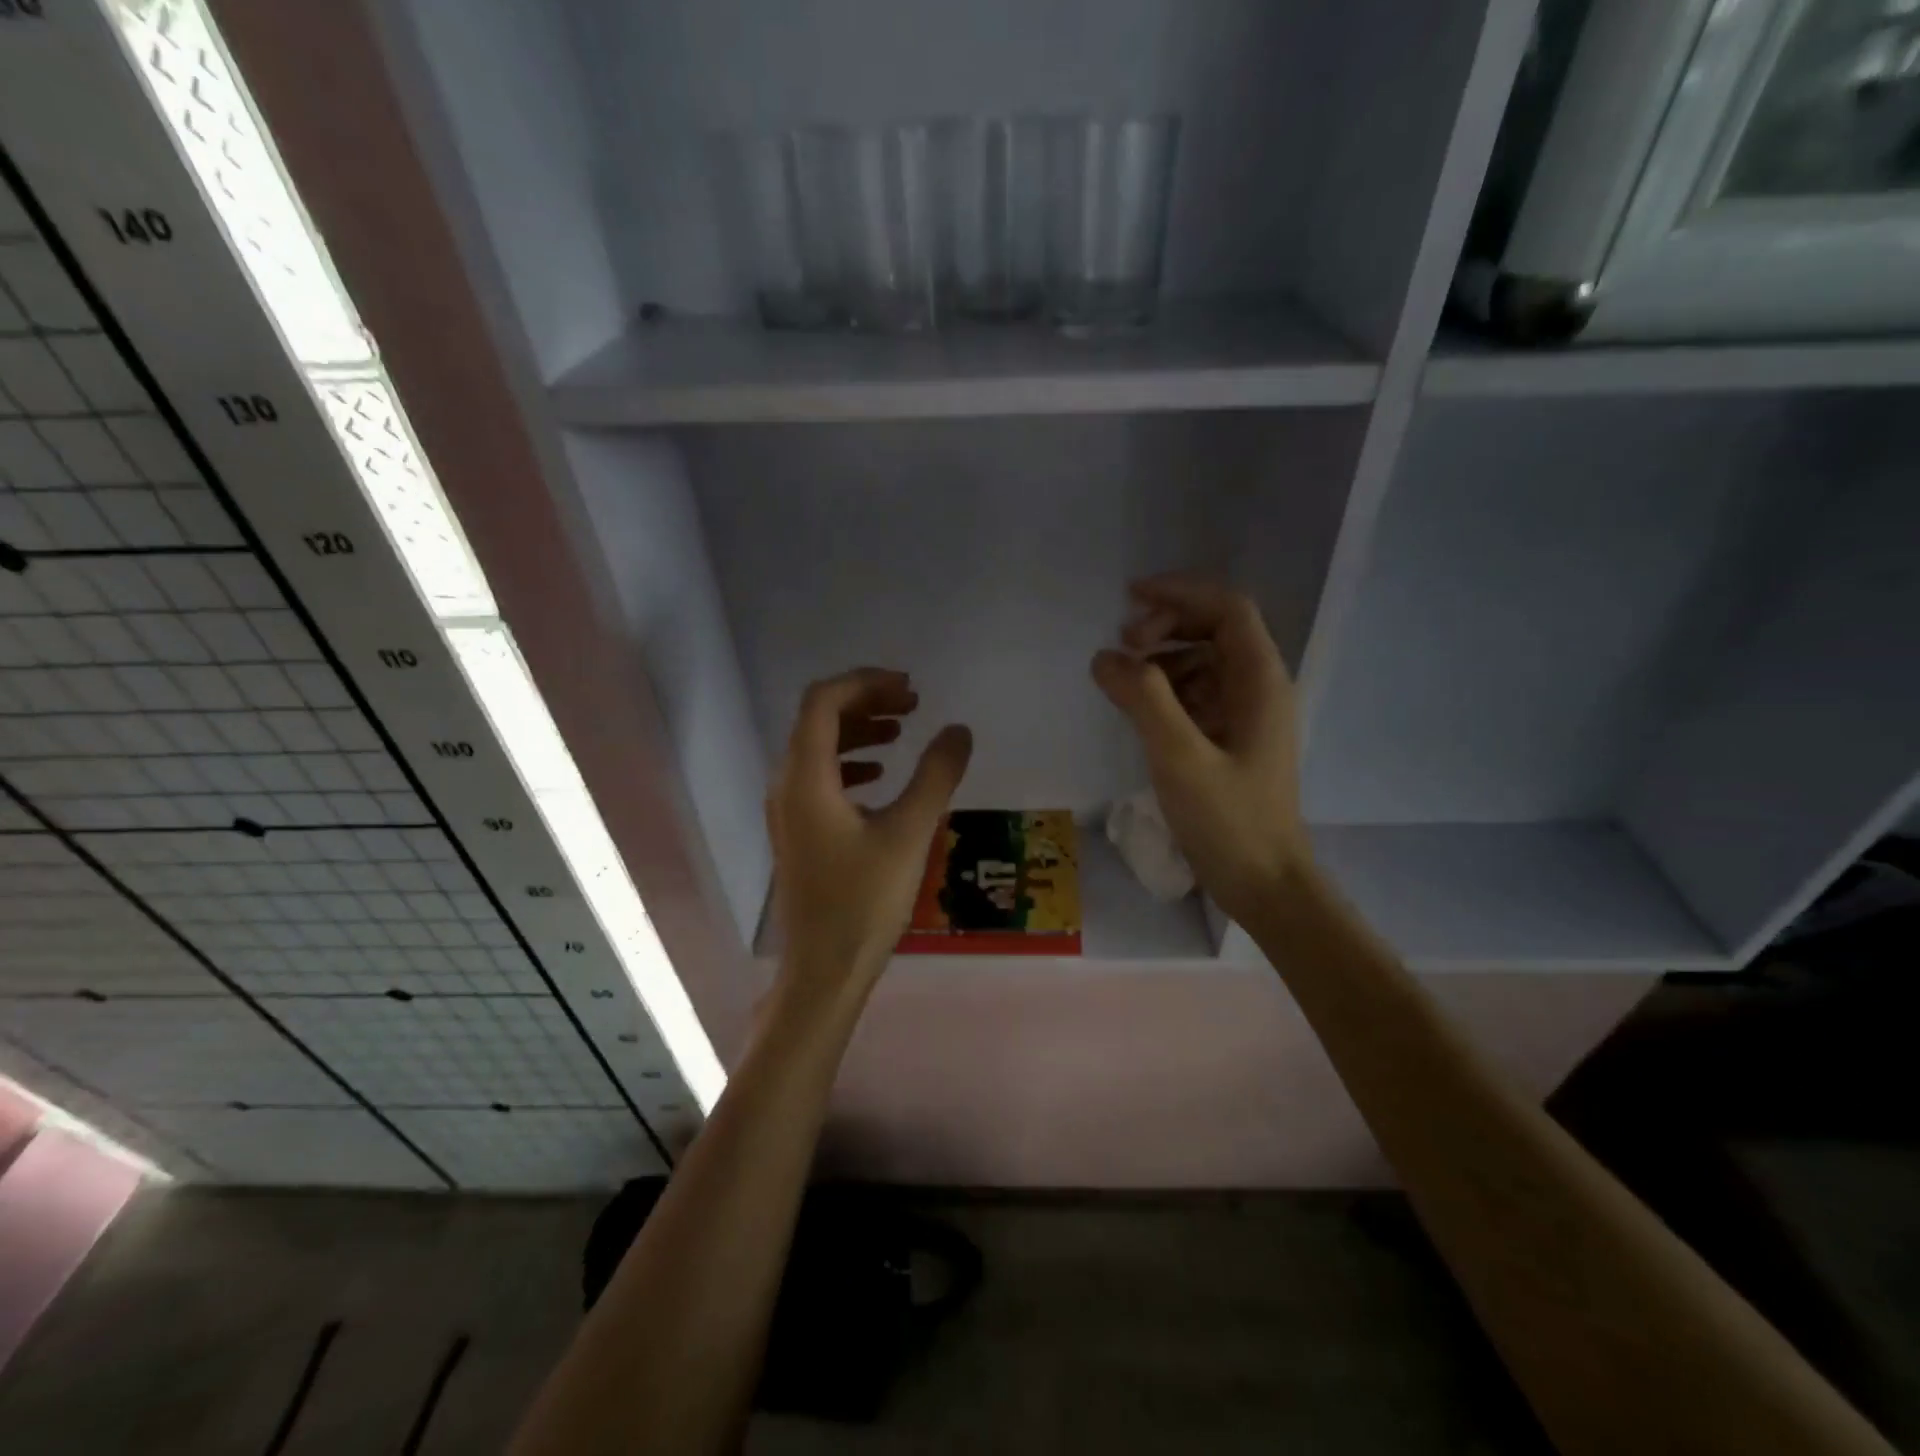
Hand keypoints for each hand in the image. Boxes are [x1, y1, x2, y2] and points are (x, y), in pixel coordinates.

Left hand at [768, 669, 972, 1006]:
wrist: (824, 970)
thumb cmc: (864, 902)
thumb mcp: (909, 833)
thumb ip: (936, 776)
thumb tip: (958, 730)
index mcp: (805, 777)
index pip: (823, 701)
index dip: (865, 683)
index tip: (909, 688)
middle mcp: (786, 784)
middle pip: (819, 719)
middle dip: (866, 702)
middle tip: (913, 704)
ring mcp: (788, 809)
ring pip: (819, 748)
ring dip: (859, 730)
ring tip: (903, 730)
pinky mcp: (798, 830)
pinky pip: (820, 777)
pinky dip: (851, 762)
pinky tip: (881, 775)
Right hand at [1092, 576, 1307, 924]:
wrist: (1264, 884)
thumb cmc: (1229, 822)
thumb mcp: (1180, 758)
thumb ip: (1143, 700)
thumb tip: (1105, 656)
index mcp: (1260, 682)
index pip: (1228, 609)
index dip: (1180, 592)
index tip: (1130, 598)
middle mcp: (1258, 688)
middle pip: (1215, 629)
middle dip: (1167, 624)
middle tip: (1123, 644)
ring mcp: (1245, 715)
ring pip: (1202, 661)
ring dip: (1162, 658)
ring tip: (1123, 679)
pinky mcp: (1229, 740)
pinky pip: (1196, 695)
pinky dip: (1164, 690)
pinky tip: (1138, 710)